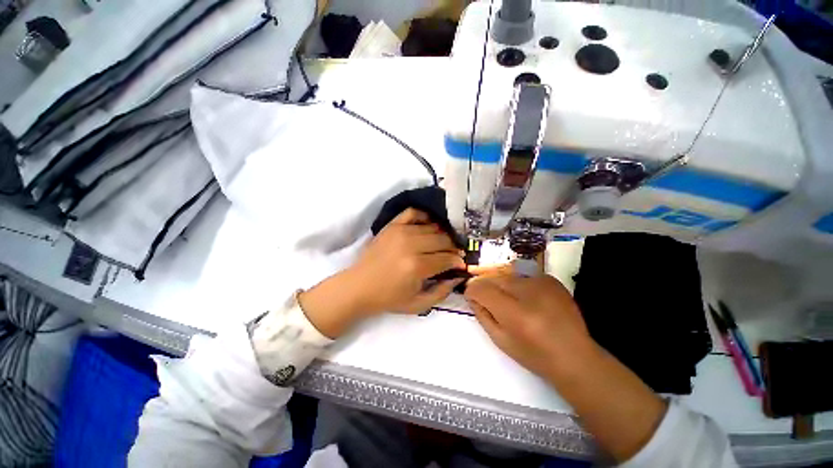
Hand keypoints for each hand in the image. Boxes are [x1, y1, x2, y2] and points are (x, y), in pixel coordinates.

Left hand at [299, 208, 464, 337]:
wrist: (359, 286)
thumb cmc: (389, 298)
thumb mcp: (418, 304)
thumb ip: (442, 292)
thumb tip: (458, 276)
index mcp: (417, 266)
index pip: (447, 258)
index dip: (458, 261)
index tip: (460, 264)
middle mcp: (411, 244)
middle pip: (443, 240)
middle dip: (453, 248)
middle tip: (452, 255)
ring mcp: (400, 231)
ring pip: (433, 227)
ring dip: (442, 235)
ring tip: (442, 243)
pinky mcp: (392, 225)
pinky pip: (413, 212)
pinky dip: (424, 216)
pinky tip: (428, 226)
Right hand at [464, 273, 594, 379]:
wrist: (575, 357)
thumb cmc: (534, 355)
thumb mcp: (500, 340)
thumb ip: (482, 314)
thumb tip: (472, 295)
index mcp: (515, 313)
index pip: (482, 288)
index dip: (472, 291)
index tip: (472, 298)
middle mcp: (529, 292)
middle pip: (494, 278)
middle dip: (486, 287)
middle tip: (490, 302)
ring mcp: (542, 283)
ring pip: (507, 276)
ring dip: (503, 287)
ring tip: (512, 303)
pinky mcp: (551, 280)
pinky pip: (523, 277)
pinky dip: (519, 286)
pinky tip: (528, 301)